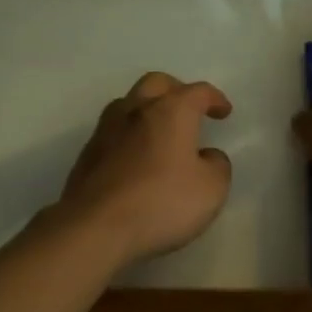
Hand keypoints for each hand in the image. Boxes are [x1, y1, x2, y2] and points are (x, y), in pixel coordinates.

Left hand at [53, 72, 233, 267]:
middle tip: (189, 109)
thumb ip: (217, 166)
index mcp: (171, 111)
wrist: (95, 227)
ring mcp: (107, 129)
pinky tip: (136, 158)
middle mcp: (137, 109)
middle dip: (177, 90)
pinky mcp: (87, 153)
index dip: (214, 98)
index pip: (198, 92)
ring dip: (148, 110)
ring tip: (160, 132)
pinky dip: (130, 136)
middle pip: (157, 83)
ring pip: (129, 103)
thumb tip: (208, 156)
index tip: (224, 112)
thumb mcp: (211, 189)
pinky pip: (114, 131)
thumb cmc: (161, 202)